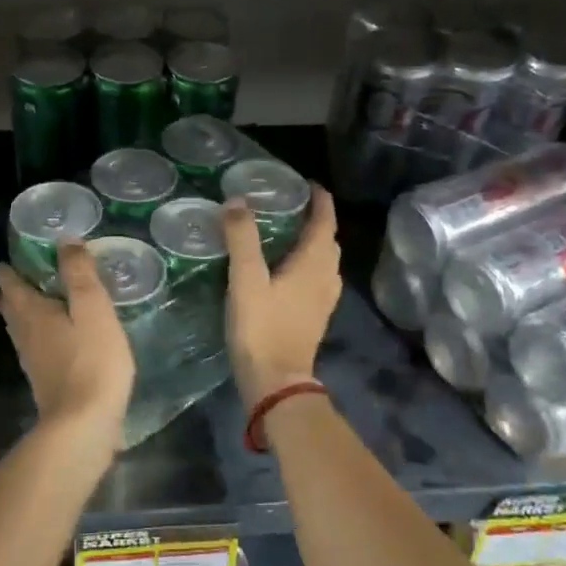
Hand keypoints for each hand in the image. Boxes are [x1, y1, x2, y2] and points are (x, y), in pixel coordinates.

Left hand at [0, 243, 134, 451]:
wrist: (83, 424)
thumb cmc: (91, 361)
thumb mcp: (93, 309)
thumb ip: (79, 274)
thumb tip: (65, 240)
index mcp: (34, 313)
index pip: (13, 285)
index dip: (8, 271)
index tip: (5, 261)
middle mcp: (26, 335)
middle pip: (10, 309)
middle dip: (9, 293)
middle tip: (9, 280)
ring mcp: (33, 362)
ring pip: (19, 330)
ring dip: (17, 315)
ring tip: (20, 306)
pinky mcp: (45, 382)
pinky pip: (33, 348)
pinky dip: (35, 336)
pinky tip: (48, 343)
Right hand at [222, 185, 341, 405]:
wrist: (276, 382)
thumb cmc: (262, 328)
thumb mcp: (246, 280)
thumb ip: (242, 238)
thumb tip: (237, 201)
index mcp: (313, 264)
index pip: (325, 222)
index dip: (320, 200)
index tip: (309, 184)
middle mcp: (326, 278)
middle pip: (328, 241)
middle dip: (317, 220)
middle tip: (292, 206)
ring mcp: (323, 301)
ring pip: (325, 262)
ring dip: (314, 244)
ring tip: (290, 234)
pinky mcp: (314, 318)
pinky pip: (318, 280)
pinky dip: (308, 265)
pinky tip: (289, 272)